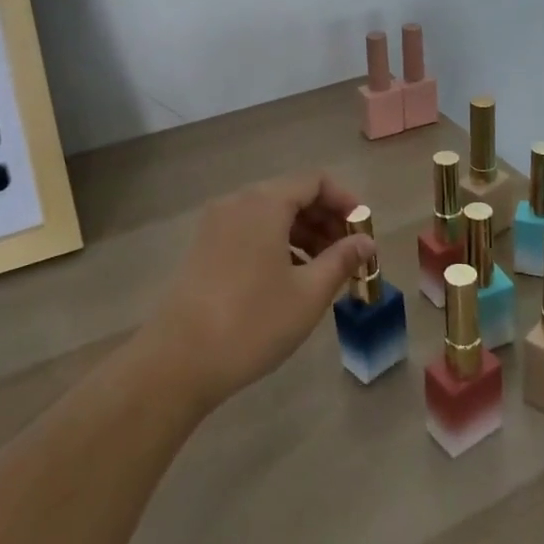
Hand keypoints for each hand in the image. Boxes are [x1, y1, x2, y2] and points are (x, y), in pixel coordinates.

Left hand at [147, 172, 373, 412]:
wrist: (178, 361)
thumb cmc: (252, 321)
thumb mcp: (308, 293)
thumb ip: (342, 260)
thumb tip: (366, 242)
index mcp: (264, 202)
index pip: (315, 181)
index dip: (345, 201)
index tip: (364, 232)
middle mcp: (238, 202)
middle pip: (292, 195)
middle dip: (325, 220)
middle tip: (349, 255)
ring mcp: (216, 224)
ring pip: (270, 215)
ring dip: (303, 234)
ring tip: (324, 270)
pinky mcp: (204, 248)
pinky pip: (250, 231)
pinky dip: (276, 244)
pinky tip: (290, 278)